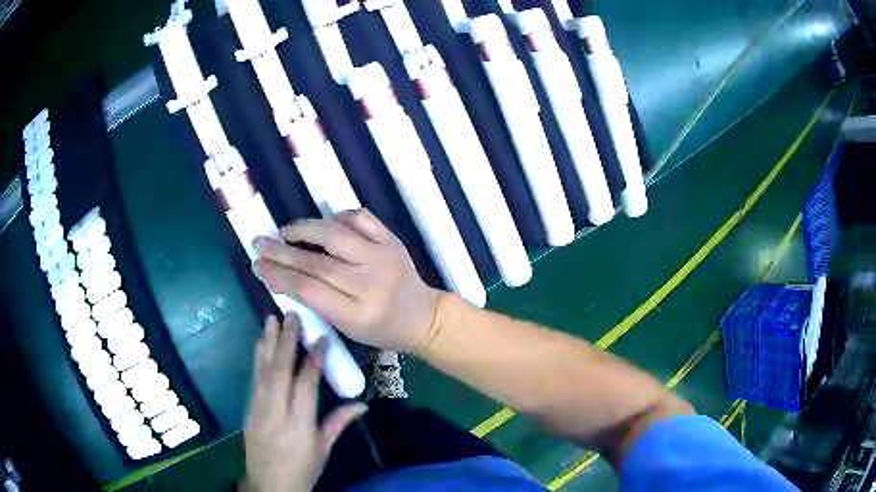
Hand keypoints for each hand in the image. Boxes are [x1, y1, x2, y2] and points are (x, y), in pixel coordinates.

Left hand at [244, 316, 366, 491]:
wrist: (269, 485)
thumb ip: (338, 423)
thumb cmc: (303, 470)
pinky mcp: (249, 410)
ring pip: (262, 371)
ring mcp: (258, 410)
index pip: (306, 385)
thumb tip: (362, 403)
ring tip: (271, 319)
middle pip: (280, 371)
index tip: (320, 337)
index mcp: (300, 425)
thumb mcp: (323, 449)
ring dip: (267, 343)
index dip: (313, 360)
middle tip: (291, 315)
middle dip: (285, 341)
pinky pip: (254, 380)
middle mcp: (277, 413)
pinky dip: (257, 359)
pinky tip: (260, 345)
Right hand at [252, 209, 436, 351]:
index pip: (308, 290)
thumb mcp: (346, 327)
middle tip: (259, 243)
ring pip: (335, 234)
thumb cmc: (381, 330)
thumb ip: (316, 301)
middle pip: (316, 263)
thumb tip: (280, 274)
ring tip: (283, 231)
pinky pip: (360, 218)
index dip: (278, 276)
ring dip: (304, 229)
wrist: (423, 317)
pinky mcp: (392, 240)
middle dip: (281, 252)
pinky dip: (338, 217)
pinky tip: (323, 223)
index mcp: (357, 314)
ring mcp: (383, 257)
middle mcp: (370, 283)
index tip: (257, 266)